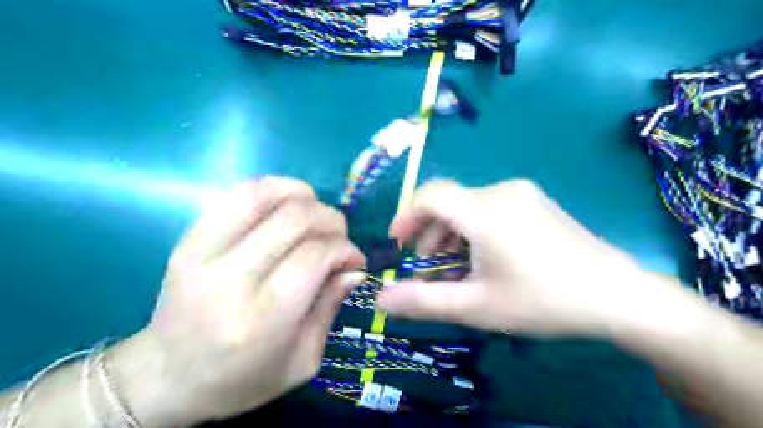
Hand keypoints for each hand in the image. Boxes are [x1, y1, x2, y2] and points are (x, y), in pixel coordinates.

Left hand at [120, 176, 365, 424]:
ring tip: (316, 213)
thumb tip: (355, 267)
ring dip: (303, 196)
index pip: (315, 255)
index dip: (345, 248)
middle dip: (331, 220)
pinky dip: (272, 188)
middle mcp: (231, 279)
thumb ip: (330, 307)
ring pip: (264, 197)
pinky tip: (289, 202)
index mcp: (262, 318)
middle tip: (339, 237)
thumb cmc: (241, 380)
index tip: (354, 259)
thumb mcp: (302, 361)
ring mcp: (203, 253)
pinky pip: (237, 195)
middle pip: (295, 220)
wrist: (165, 376)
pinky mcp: (189, 239)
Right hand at [379, 178, 644, 335]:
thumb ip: (424, 302)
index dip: (407, 216)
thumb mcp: (477, 306)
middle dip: (430, 237)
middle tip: (429, 272)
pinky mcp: (534, 202)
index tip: (398, 244)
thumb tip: (382, 299)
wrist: (617, 296)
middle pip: (449, 204)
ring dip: (452, 237)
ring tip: (456, 272)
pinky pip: (489, 210)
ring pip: (468, 208)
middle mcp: (501, 191)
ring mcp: (521, 194)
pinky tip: (483, 260)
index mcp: (484, 210)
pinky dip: (474, 232)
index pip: (430, 195)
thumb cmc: (543, 301)